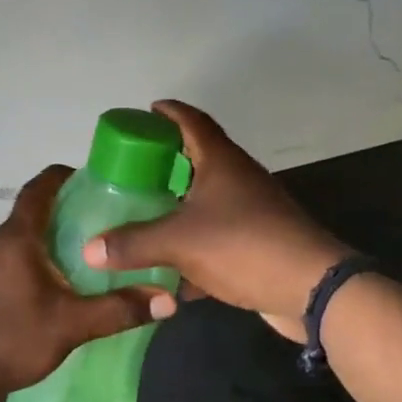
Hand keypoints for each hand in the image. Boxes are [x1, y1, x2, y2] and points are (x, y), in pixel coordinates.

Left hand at [0, 165, 175, 396]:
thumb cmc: (13, 341)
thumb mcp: (72, 326)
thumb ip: (119, 310)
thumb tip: (167, 300)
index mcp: (15, 238)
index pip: (38, 189)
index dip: (61, 177)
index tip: (84, 178)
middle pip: (26, 217)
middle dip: (56, 219)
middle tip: (88, 233)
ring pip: (9, 243)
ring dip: (35, 247)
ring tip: (64, 267)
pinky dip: (15, 267)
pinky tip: (29, 295)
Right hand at [83, 100, 346, 342]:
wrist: (312, 289)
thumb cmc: (244, 246)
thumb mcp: (179, 242)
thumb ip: (132, 244)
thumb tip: (89, 249)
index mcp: (221, 162)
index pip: (192, 121)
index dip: (169, 113)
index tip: (146, 112)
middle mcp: (237, 179)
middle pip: (197, 159)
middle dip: (165, 162)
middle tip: (131, 169)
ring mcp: (250, 212)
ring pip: (205, 200)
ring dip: (177, 205)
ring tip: (141, 212)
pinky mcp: (255, 243)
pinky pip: (214, 236)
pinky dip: (191, 246)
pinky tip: (167, 268)